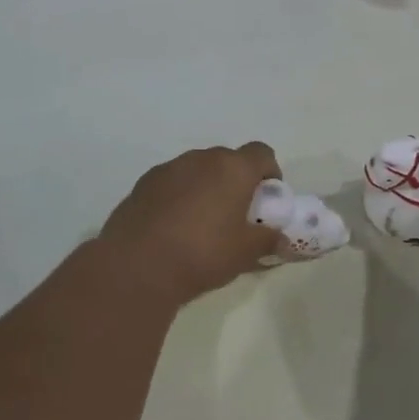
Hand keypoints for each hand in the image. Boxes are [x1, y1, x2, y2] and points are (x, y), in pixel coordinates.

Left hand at [99, 143, 285, 303]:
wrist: (137, 266)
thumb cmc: (203, 253)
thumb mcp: (246, 252)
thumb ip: (268, 240)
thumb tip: (280, 238)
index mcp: (232, 168)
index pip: (262, 153)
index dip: (269, 173)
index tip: (267, 200)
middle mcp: (200, 159)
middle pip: (228, 160)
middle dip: (237, 182)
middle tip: (237, 215)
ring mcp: (168, 169)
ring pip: (197, 171)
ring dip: (206, 188)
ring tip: (203, 224)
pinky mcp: (142, 184)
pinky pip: (172, 184)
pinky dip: (180, 198)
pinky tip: (175, 229)